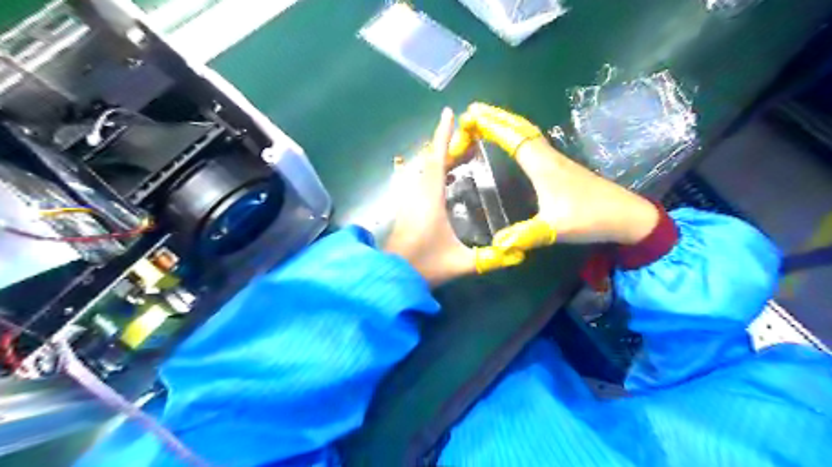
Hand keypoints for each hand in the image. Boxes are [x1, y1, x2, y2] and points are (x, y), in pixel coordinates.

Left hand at [385, 107, 478, 286]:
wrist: (391, 277)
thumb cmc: (424, 265)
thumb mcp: (460, 263)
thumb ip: (488, 258)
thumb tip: (516, 254)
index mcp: (430, 198)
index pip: (437, 159)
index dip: (443, 135)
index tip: (448, 113)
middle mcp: (417, 194)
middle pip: (430, 161)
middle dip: (446, 146)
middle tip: (466, 140)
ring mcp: (408, 201)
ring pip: (422, 171)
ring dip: (438, 159)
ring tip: (458, 157)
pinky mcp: (405, 210)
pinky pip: (418, 182)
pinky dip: (431, 173)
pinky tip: (443, 181)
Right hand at [453, 102, 660, 270]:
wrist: (626, 216)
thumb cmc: (591, 217)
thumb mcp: (556, 229)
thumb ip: (526, 235)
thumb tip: (496, 245)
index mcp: (543, 166)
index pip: (513, 138)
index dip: (491, 126)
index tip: (470, 115)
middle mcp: (548, 157)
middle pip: (520, 128)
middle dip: (495, 117)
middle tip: (473, 109)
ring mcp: (556, 160)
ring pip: (527, 133)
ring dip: (506, 123)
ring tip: (487, 119)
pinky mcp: (561, 167)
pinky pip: (533, 142)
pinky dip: (518, 134)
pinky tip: (514, 140)